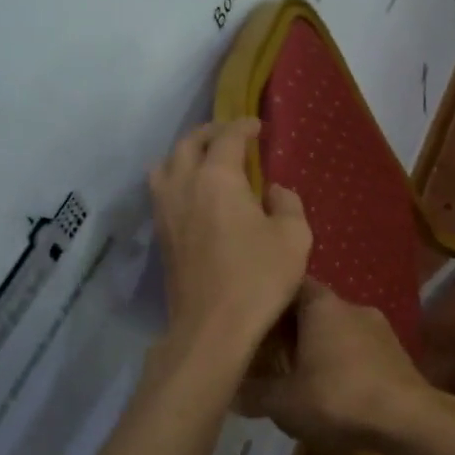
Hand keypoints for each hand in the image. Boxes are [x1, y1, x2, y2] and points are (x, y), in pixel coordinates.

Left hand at [148, 118, 310, 356]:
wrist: (212, 328)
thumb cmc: (258, 278)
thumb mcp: (294, 237)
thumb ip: (288, 204)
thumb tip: (273, 191)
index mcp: (217, 178)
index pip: (227, 138)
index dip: (243, 126)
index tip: (258, 127)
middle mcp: (184, 185)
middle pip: (188, 144)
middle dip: (210, 133)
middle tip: (231, 135)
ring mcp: (166, 211)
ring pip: (165, 165)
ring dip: (185, 154)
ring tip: (205, 160)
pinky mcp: (160, 236)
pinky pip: (162, 190)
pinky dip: (176, 178)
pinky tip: (195, 193)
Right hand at [236, 279, 431, 448]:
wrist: (408, 419)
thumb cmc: (338, 398)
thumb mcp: (283, 402)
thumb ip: (253, 393)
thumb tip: (229, 390)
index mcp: (321, 304)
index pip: (289, 286)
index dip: (268, 302)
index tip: (251, 320)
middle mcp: (351, 305)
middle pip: (312, 309)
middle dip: (290, 329)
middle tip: (266, 354)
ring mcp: (378, 327)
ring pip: (336, 329)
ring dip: (317, 346)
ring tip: (297, 374)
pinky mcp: (395, 351)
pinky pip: (357, 348)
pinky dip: (341, 361)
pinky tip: (332, 388)